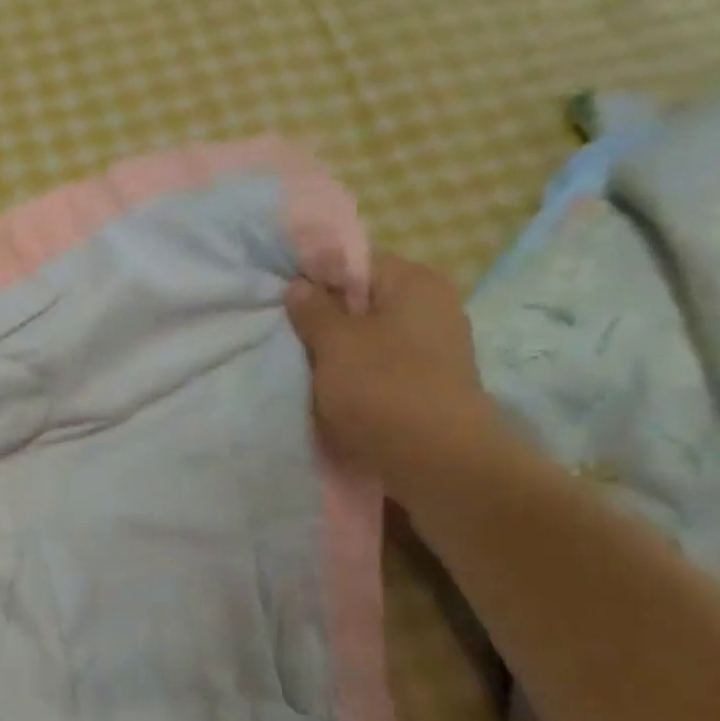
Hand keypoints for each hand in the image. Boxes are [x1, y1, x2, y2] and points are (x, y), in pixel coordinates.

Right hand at [285, 255, 499, 491]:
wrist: (437, 461)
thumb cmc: (383, 389)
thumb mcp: (335, 343)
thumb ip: (313, 308)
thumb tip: (299, 284)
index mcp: (414, 281)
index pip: (355, 259)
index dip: (314, 273)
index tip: (282, 296)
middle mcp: (432, 305)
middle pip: (363, 298)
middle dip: (324, 314)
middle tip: (285, 331)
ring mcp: (435, 345)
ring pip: (370, 334)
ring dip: (337, 348)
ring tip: (302, 364)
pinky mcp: (429, 381)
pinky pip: (382, 364)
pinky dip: (356, 372)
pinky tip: (330, 390)